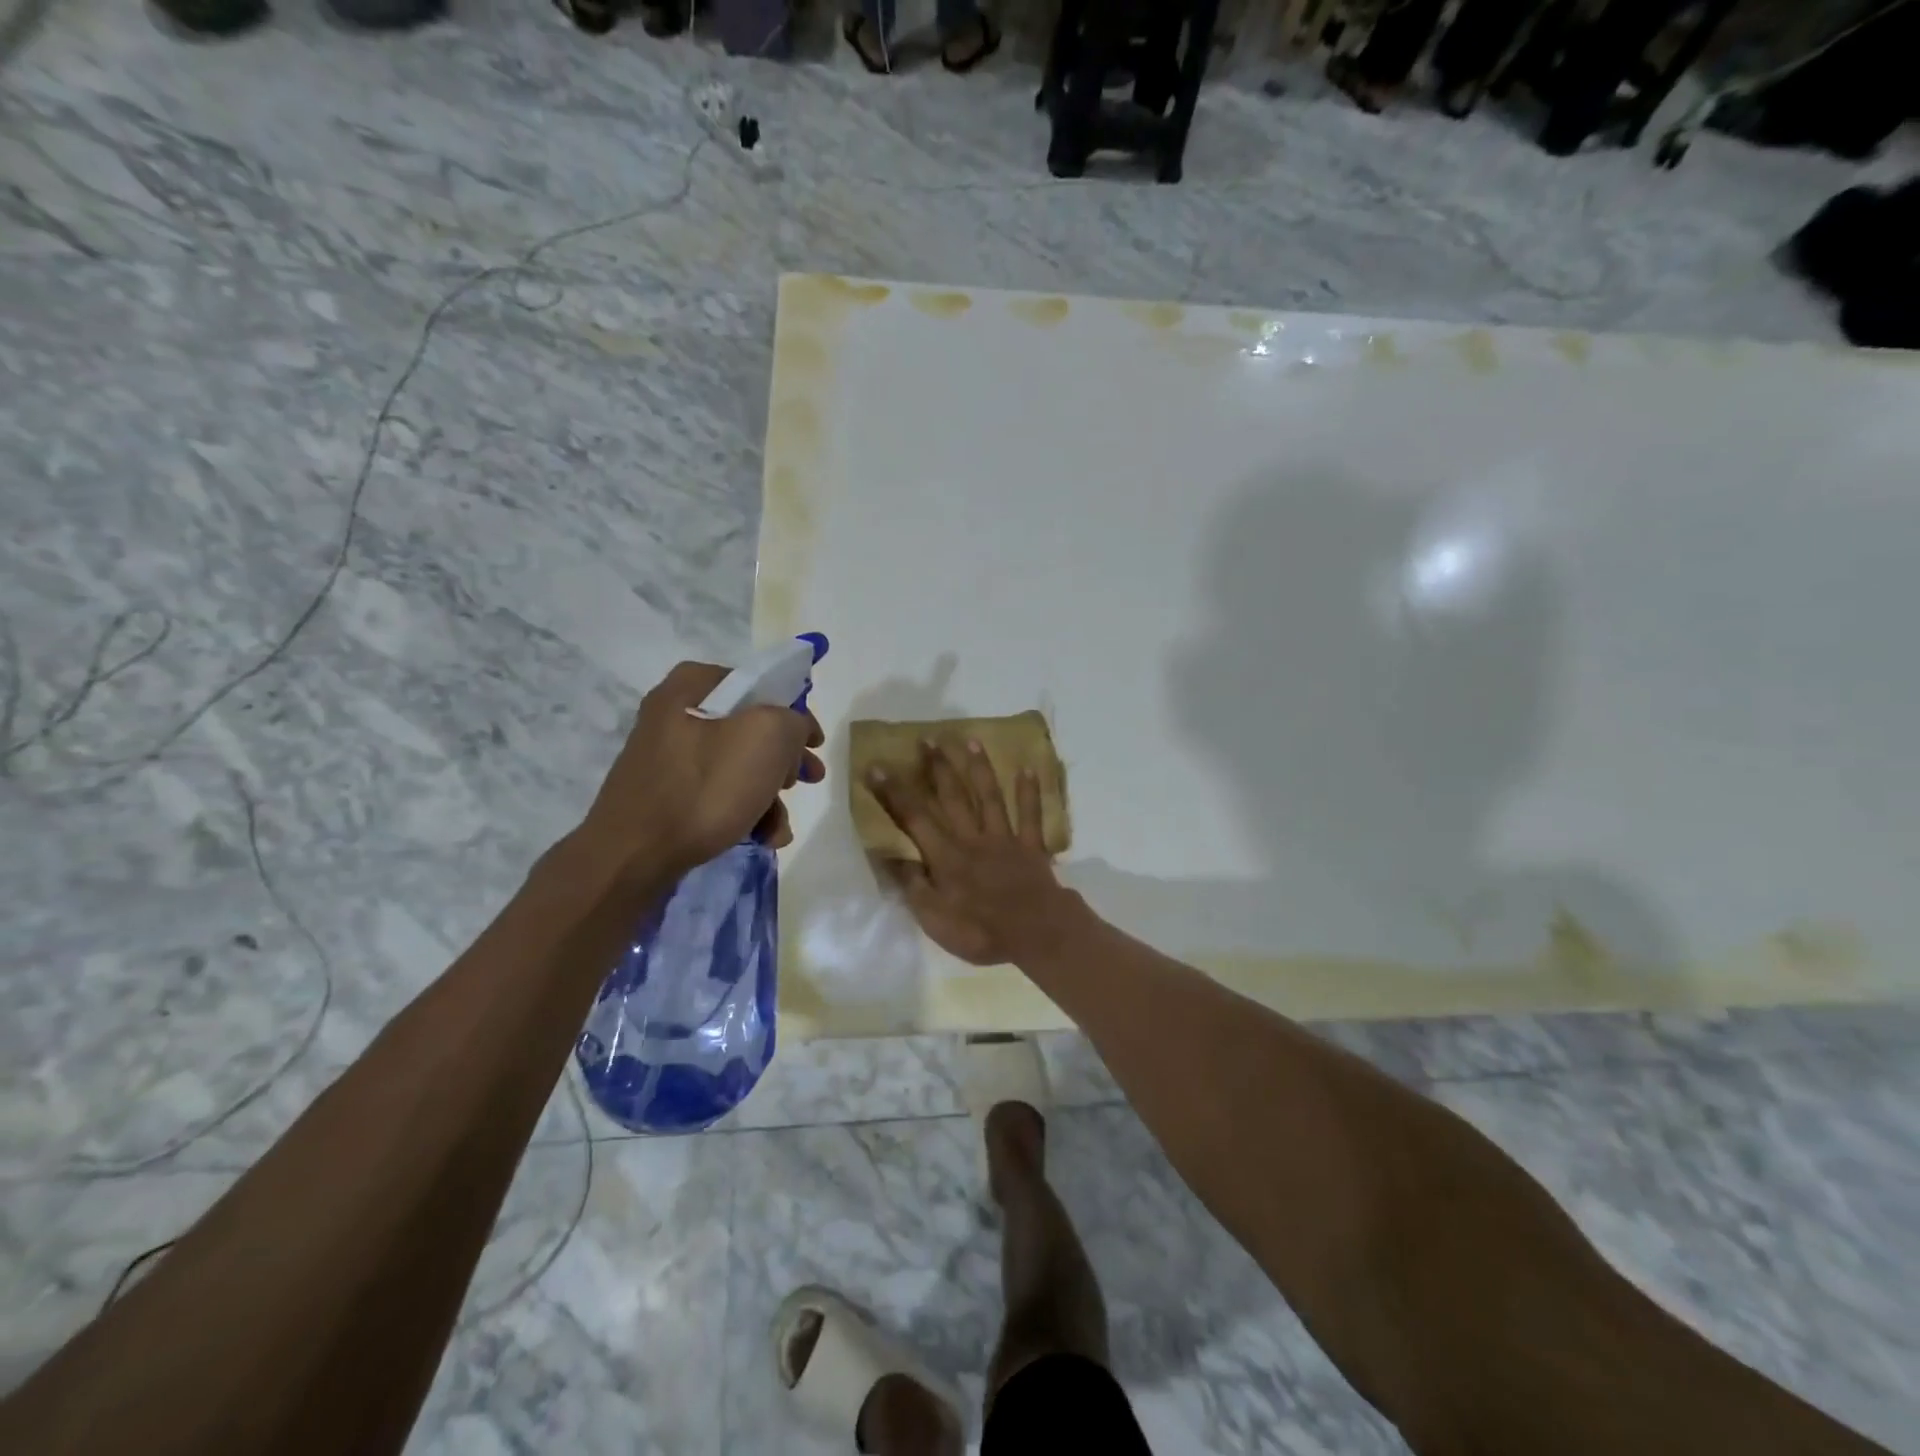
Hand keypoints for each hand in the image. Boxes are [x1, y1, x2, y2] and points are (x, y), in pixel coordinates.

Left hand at [581, 661, 823, 877]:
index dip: (796, 713)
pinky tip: (760, 837)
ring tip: (779, 828)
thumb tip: (790, 732)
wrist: (632, 855)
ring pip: (737, 764)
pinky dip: (743, 811)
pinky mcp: (664, 792)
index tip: (814, 745)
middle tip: (805, 781)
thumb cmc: (704, 787)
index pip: (761, 685)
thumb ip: (793, 720)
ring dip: (768, 795)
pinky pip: (715, 791)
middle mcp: (676, 711)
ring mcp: (667, 754)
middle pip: (751, 728)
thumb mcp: (767, 737)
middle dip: (784, 761)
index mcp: (694, 684)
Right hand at [867, 738, 1077, 965]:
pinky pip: (1030, 815)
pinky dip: (1030, 792)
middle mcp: (972, 838)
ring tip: (970, 740)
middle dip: (937, 768)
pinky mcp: (1031, 846)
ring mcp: (1004, 839)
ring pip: (989, 797)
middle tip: (926, 739)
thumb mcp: (934, 918)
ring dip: (979, 768)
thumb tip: (889, 855)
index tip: (877, 766)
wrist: (1035, 934)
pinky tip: (1028, 768)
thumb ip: (912, 885)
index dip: (893, 792)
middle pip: (952, 797)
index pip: (913, 818)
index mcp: (945, 856)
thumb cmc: (980, 931)